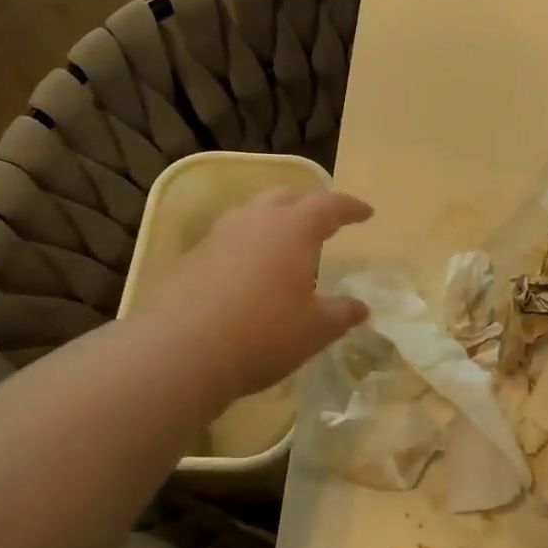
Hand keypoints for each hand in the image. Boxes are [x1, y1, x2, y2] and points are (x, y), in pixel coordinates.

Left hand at [146, 189, 372, 408]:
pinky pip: (230, 237)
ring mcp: (219, 236)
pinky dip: (248, 243)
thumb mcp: (315, 329)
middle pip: (287, 196)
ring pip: (253, 212)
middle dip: (309, 204)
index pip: (329, 205)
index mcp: (293, 228)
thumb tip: (361, 307)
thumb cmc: (263, 333)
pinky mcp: (193, 258)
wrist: (180, 351)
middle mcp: (256, 220)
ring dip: (274, 219)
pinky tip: (250, 268)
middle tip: (324, 219)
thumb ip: (341, 313)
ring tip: (285, 239)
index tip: (366, 213)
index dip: (350, 207)